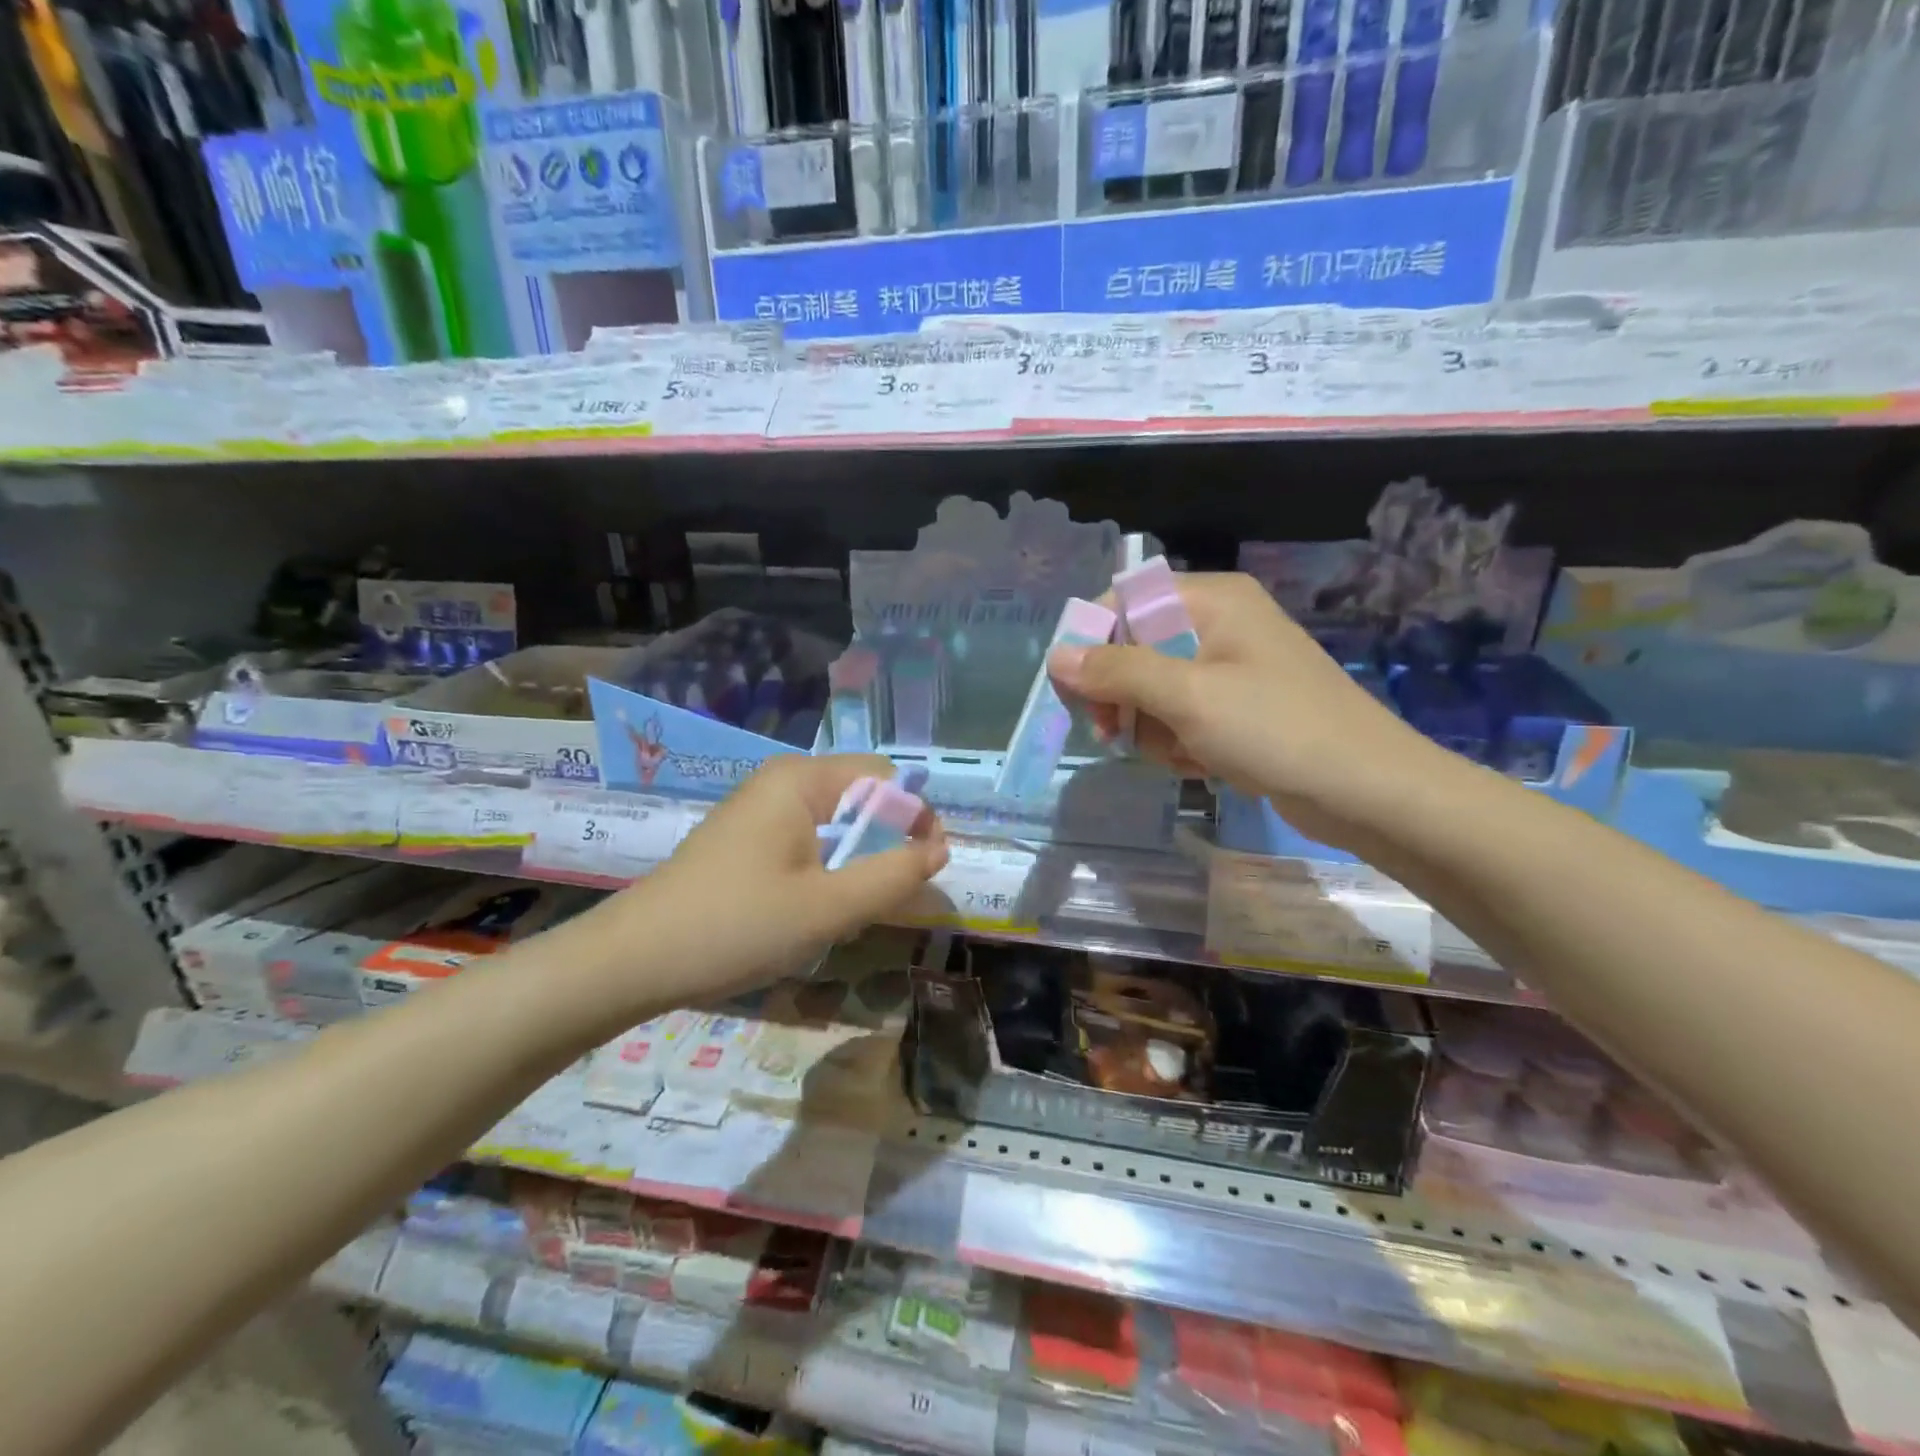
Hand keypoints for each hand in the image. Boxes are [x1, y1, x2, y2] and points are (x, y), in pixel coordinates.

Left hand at [601, 754, 948, 1005]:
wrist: (633, 961)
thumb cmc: (737, 926)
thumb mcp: (829, 907)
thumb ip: (894, 875)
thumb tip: (940, 849)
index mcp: (802, 780)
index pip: (886, 777)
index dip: (916, 818)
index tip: (924, 869)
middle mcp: (781, 781)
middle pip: (861, 798)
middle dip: (884, 845)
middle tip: (880, 899)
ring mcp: (759, 808)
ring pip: (836, 823)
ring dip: (855, 863)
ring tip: (844, 910)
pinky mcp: (745, 837)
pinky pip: (807, 840)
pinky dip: (825, 870)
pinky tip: (810, 910)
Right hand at [1048, 572, 1438, 848]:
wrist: (1366, 791)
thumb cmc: (1276, 730)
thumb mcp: (1187, 697)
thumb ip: (1117, 672)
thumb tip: (1056, 655)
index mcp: (1211, 600)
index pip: (1124, 603)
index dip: (1091, 642)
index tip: (1072, 692)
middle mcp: (1218, 624)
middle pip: (1133, 648)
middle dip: (1122, 697)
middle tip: (1116, 734)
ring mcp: (1228, 668)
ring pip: (1152, 690)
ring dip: (1150, 728)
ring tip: (1179, 753)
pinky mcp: (1236, 707)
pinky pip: (1180, 716)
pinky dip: (1177, 742)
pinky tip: (1198, 763)